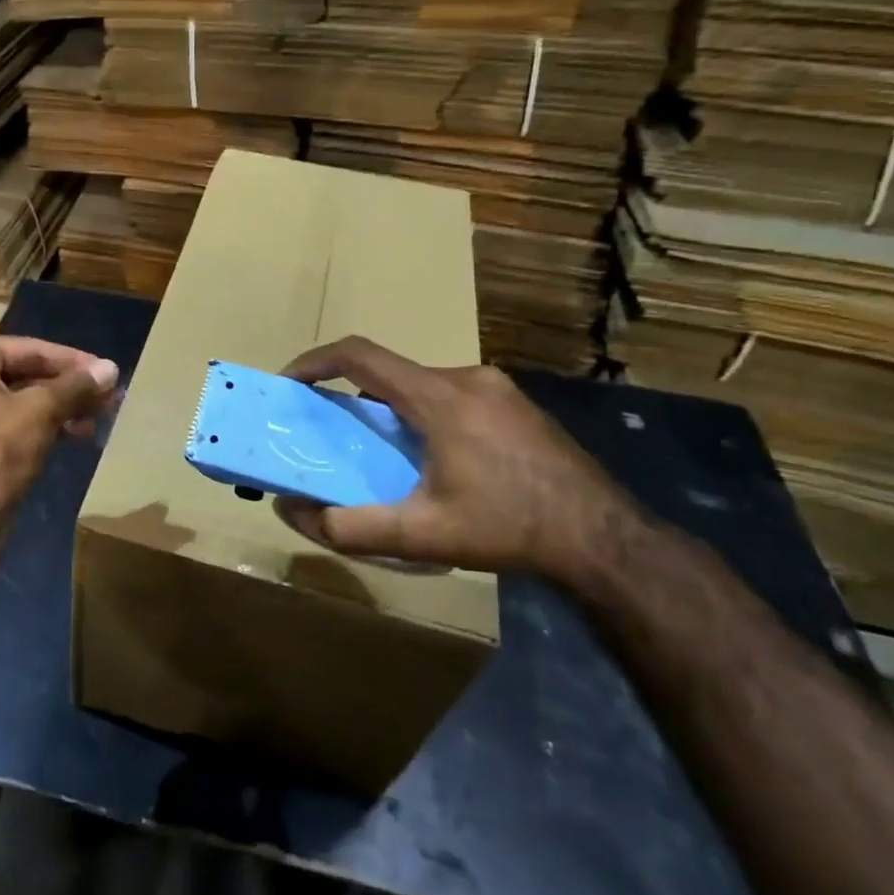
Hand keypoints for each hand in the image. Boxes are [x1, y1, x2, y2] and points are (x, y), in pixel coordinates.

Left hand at [0, 337, 118, 508]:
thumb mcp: (41, 412)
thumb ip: (76, 387)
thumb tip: (112, 369)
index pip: (26, 349)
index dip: (72, 361)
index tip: (106, 372)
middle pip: (18, 375)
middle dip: (65, 389)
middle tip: (105, 399)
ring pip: (11, 404)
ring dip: (54, 411)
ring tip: (93, 423)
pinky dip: (32, 429)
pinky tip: (66, 438)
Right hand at [273, 337, 650, 588]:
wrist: (604, 539)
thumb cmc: (508, 529)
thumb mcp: (421, 535)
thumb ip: (349, 527)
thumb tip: (292, 513)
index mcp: (439, 397)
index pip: (359, 356)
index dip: (315, 361)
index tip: (289, 382)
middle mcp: (466, 378)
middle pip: (389, 371)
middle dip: (350, 394)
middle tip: (332, 432)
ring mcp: (496, 387)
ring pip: (421, 383)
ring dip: (389, 407)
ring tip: (381, 452)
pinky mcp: (515, 403)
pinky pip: (450, 394)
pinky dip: (422, 413)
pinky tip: (433, 458)